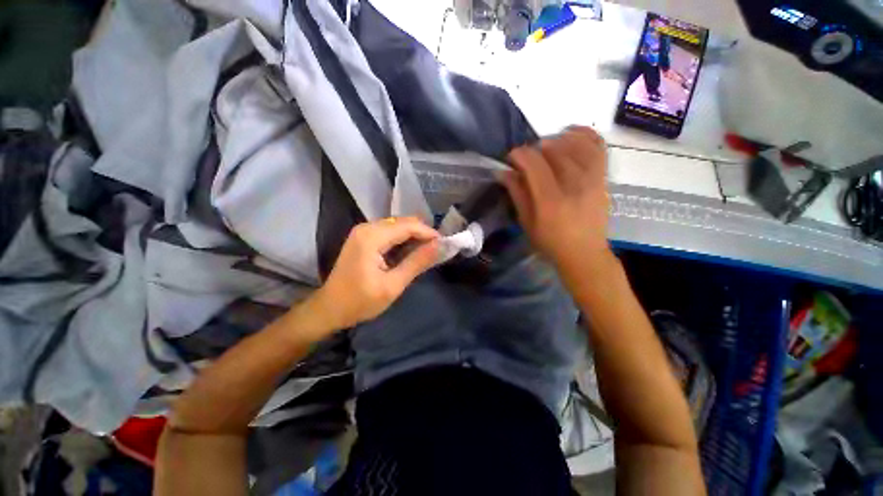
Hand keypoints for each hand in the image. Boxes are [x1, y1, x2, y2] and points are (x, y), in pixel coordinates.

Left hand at [306, 217, 439, 330]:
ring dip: (414, 237)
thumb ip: (417, 262)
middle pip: (403, 222)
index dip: (429, 233)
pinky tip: (410, 252)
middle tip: (437, 251)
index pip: (408, 226)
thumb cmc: (359, 302)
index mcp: (372, 237)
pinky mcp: (363, 238)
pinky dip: (403, 240)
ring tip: (427, 253)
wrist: (329, 309)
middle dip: (423, 234)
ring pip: (397, 226)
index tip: (445, 245)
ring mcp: (363, 231)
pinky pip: (389, 232)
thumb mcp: (392, 285)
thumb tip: (440, 246)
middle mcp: (367, 227)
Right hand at [500, 126, 611, 273]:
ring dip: (556, 140)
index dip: (519, 154)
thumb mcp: (526, 222)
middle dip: (534, 148)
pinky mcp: (603, 177)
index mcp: (550, 200)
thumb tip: (504, 172)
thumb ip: (517, 194)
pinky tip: (570, 135)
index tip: (511, 159)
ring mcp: (592, 179)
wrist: (585, 253)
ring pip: (574, 144)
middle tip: (527, 160)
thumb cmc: (550, 242)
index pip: (534, 163)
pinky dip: (583, 135)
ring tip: (546, 149)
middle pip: (553, 149)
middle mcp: (573, 185)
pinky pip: (597, 146)